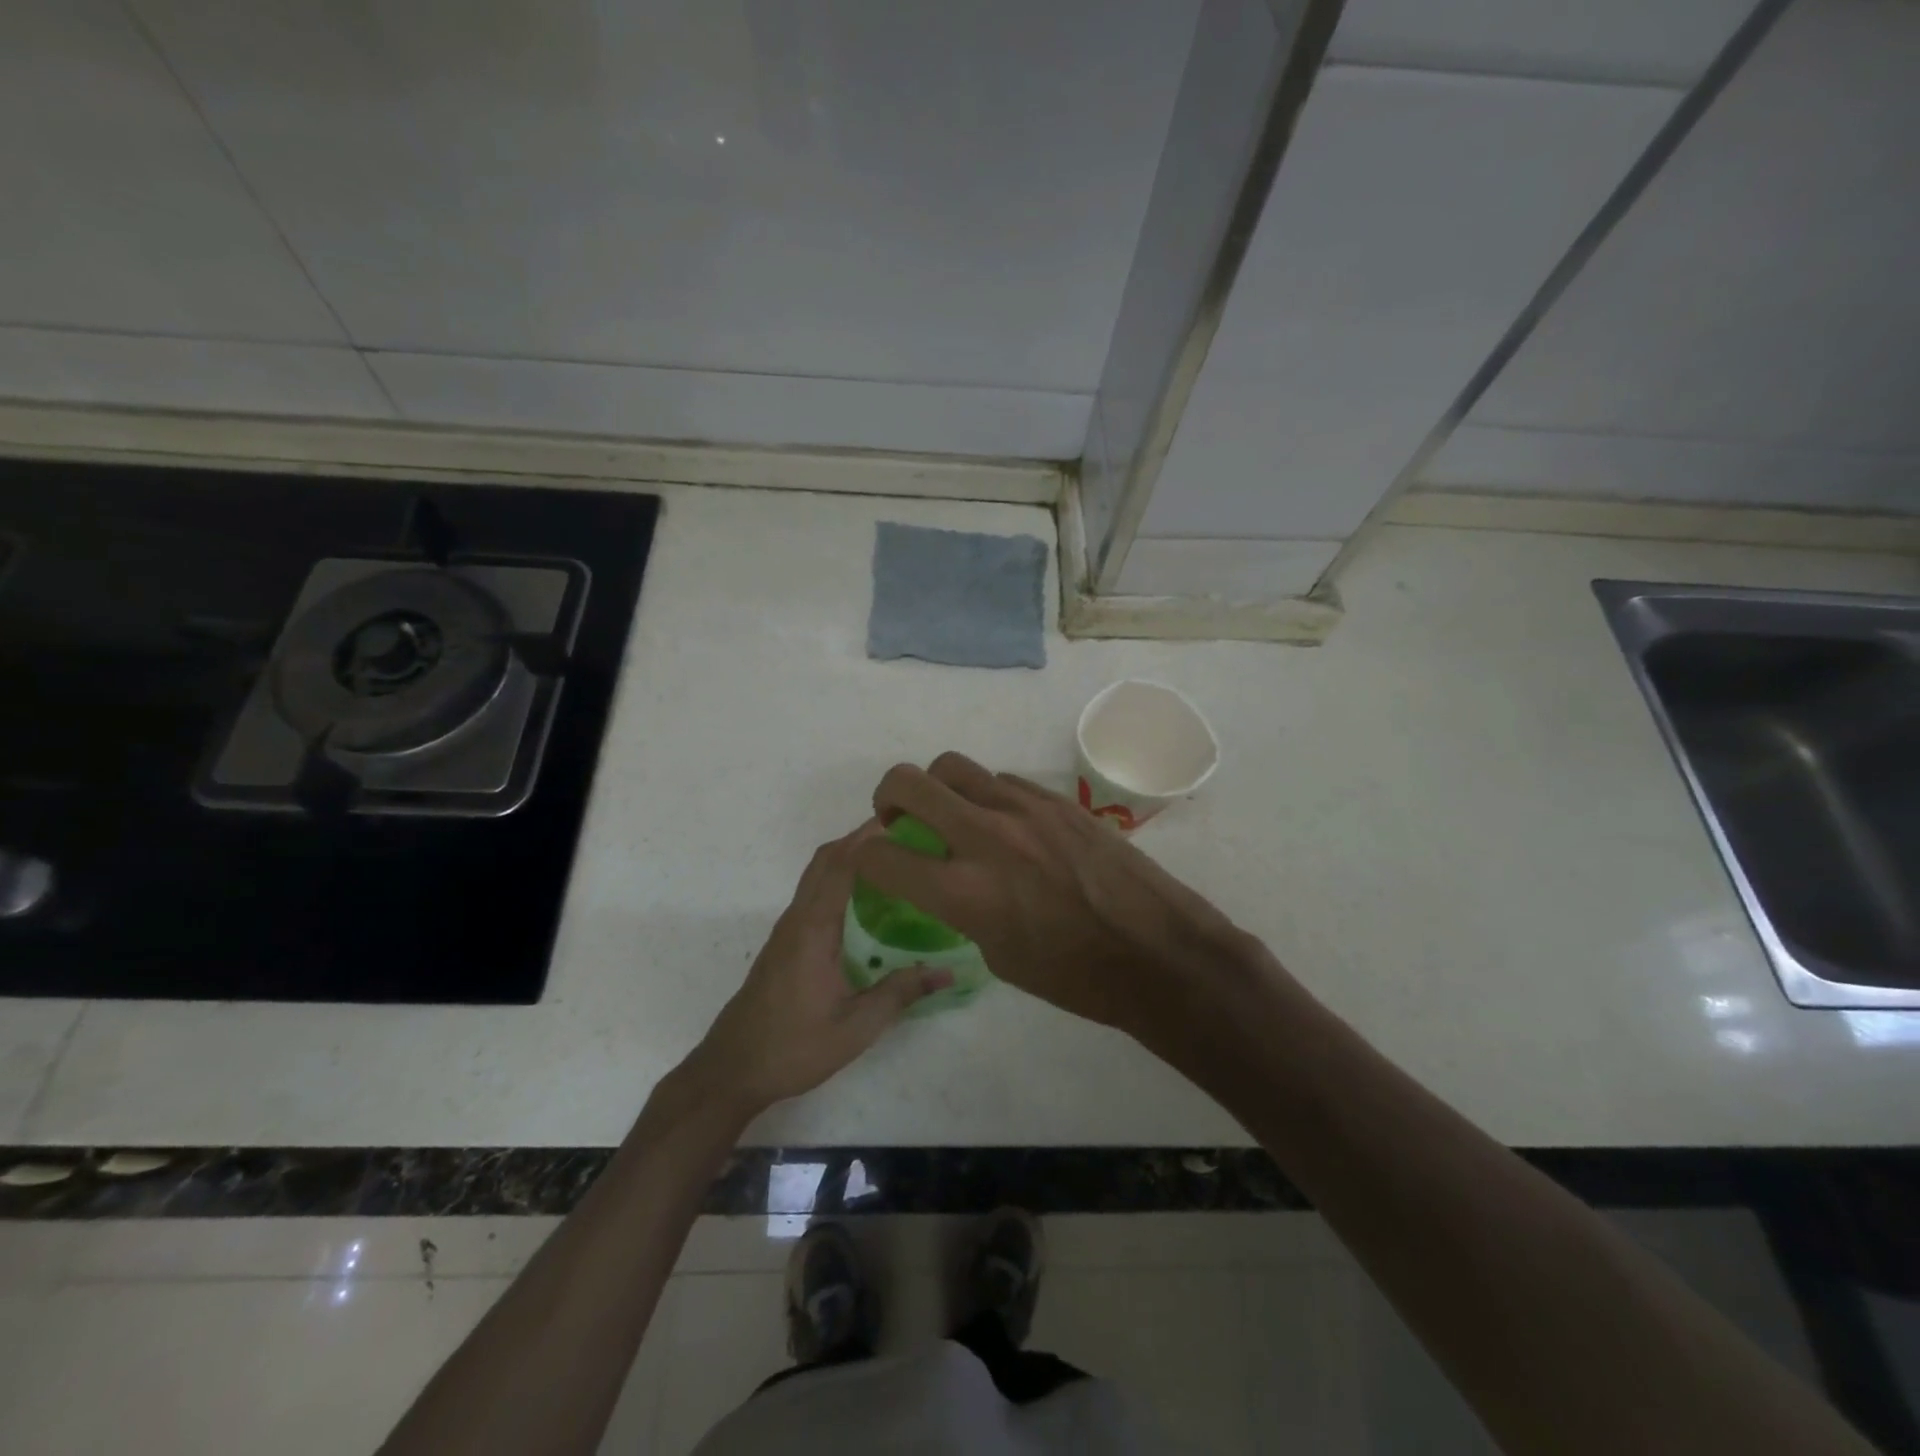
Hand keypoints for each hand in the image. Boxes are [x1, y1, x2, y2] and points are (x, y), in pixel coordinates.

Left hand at [684, 822, 951, 1117]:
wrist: (731, 1070)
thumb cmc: (793, 1047)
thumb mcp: (856, 1027)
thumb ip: (900, 994)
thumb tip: (947, 972)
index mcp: (814, 928)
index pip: (842, 864)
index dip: (870, 838)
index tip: (904, 821)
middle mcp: (798, 918)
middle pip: (826, 859)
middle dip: (861, 838)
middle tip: (905, 834)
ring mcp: (788, 929)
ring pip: (817, 874)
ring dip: (849, 856)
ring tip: (893, 859)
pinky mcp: (785, 943)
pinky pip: (814, 894)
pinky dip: (839, 879)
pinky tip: (866, 900)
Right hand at [852, 753, 1264, 1039]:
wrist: (1157, 951)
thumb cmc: (1076, 976)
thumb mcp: (998, 956)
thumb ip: (960, 909)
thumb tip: (948, 880)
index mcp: (964, 891)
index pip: (880, 856)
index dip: (862, 858)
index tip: (869, 862)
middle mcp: (985, 836)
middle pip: (907, 782)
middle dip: (886, 797)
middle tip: (897, 818)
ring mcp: (1023, 808)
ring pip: (954, 767)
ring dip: (938, 788)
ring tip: (952, 815)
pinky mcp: (1056, 798)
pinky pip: (1000, 780)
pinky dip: (985, 796)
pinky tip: (1004, 824)